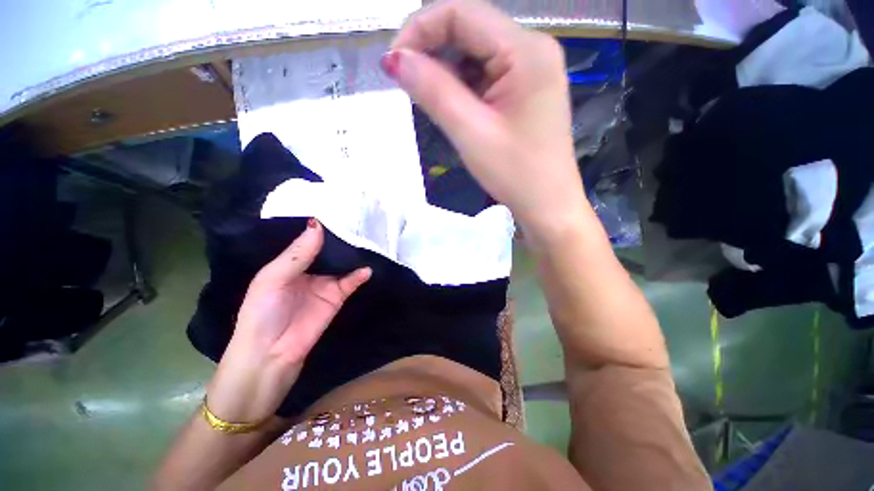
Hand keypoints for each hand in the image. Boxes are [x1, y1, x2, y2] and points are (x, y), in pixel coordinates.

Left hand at [207, 219, 370, 422]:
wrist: (271, 354)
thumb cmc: (262, 312)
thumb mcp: (273, 279)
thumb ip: (297, 254)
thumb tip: (318, 225)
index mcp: (289, 263)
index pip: (307, 239)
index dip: (319, 225)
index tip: (336, 208)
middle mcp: (309, 269)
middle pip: (328, 249)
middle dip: (341, 237)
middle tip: (358, 219)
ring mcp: (325, 283)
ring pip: (342, 263)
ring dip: (352, 253)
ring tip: (367, 237)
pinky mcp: (337, 297)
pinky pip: (351, 282)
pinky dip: (359, 275)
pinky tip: (367, 268)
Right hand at [385, 0, 585, 237]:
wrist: (547, 204)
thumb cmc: (515, 174)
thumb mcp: (471, 133)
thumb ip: (433, 91)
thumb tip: (395, 60)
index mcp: (527, 51)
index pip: (463, 13)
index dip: (420, 30)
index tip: (394, 64)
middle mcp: (533, 50)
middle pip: (470, 30)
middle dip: (432, 51)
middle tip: (407, 84)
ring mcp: (531, 70)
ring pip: (476, 54)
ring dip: (446, 71)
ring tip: (428, 100)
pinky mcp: (525, 90)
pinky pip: (486, 75)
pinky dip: (462, 86)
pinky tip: (452, 106)